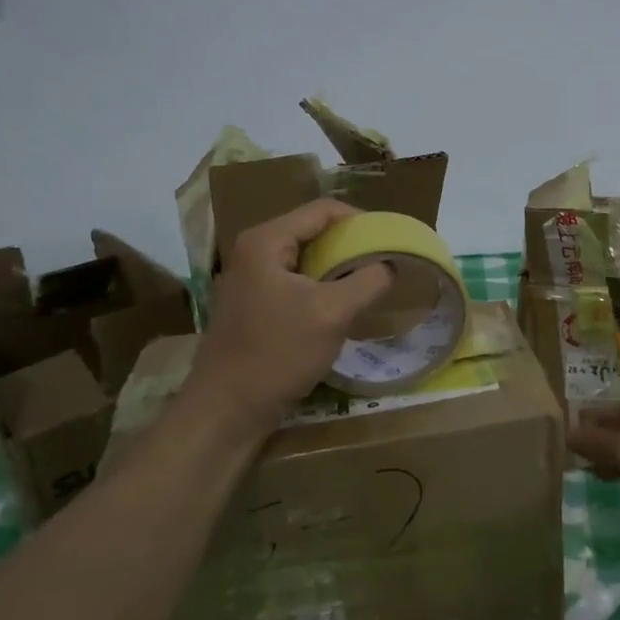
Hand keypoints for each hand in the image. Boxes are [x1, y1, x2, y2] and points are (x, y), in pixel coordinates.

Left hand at [185, 200, 394, 429]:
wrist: (229, 409)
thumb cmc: (278, 353)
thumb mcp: (333, 313)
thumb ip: (368, 281)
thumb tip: (390, 264)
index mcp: (266, 240)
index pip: (323, 210)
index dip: (361, 221)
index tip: (391, 242)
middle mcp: (254, 251)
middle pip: (314, 232)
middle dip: (351, 246)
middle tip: (384, 265)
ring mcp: (251, 279)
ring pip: (307, 260)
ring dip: (338, 270)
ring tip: (369, 286)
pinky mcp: (254, 304)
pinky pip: (297, 282)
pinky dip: (322, 288)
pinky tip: (341, 309)